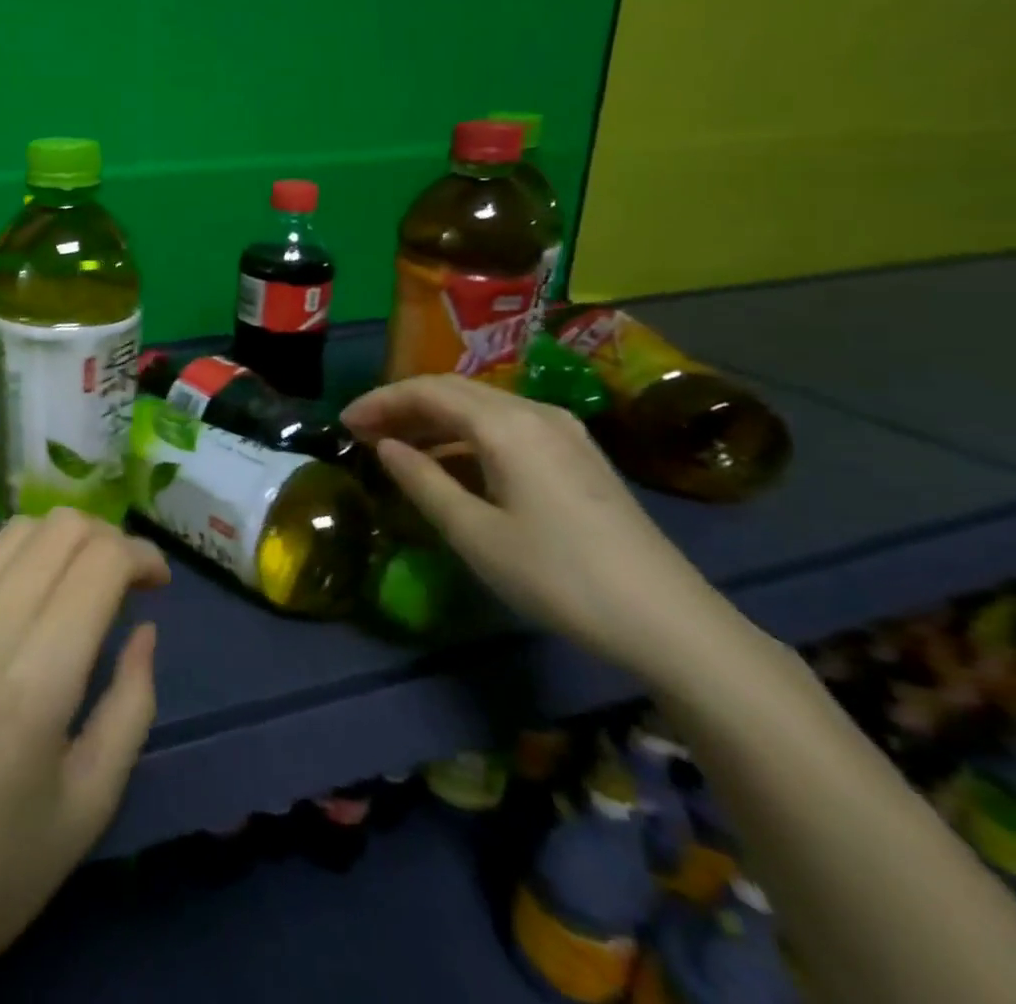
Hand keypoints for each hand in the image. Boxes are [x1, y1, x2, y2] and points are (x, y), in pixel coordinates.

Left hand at [0, 510, 168, 1003]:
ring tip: (78, 588)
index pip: (99, 560)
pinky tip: (20, 620)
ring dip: (61, 544)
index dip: (141, 555)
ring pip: (15, 531)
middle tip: (124, 583)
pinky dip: (16, 571)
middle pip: (59, 526)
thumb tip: (144, 629)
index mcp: (33, 678)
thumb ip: (131, 703)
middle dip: (107, 539)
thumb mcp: (89, 804)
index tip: (158, 584)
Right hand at [342, 376, 732, 682]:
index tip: (344, 422)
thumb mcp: (474, 533)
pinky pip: (506, 427)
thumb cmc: (559, 576)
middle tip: (363, 431)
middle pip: (455, 391)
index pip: (429, 391)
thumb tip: (385, 447)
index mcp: (507, 425)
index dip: (381, 401)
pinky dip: (465, 436)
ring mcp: (563, 433)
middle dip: (403, 405)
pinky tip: (449, 465)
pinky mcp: (578, 456)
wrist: (671, 623)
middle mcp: (535, 413)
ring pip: (481, 407)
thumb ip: (422, 482)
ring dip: (434, 420)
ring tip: (396, 447)